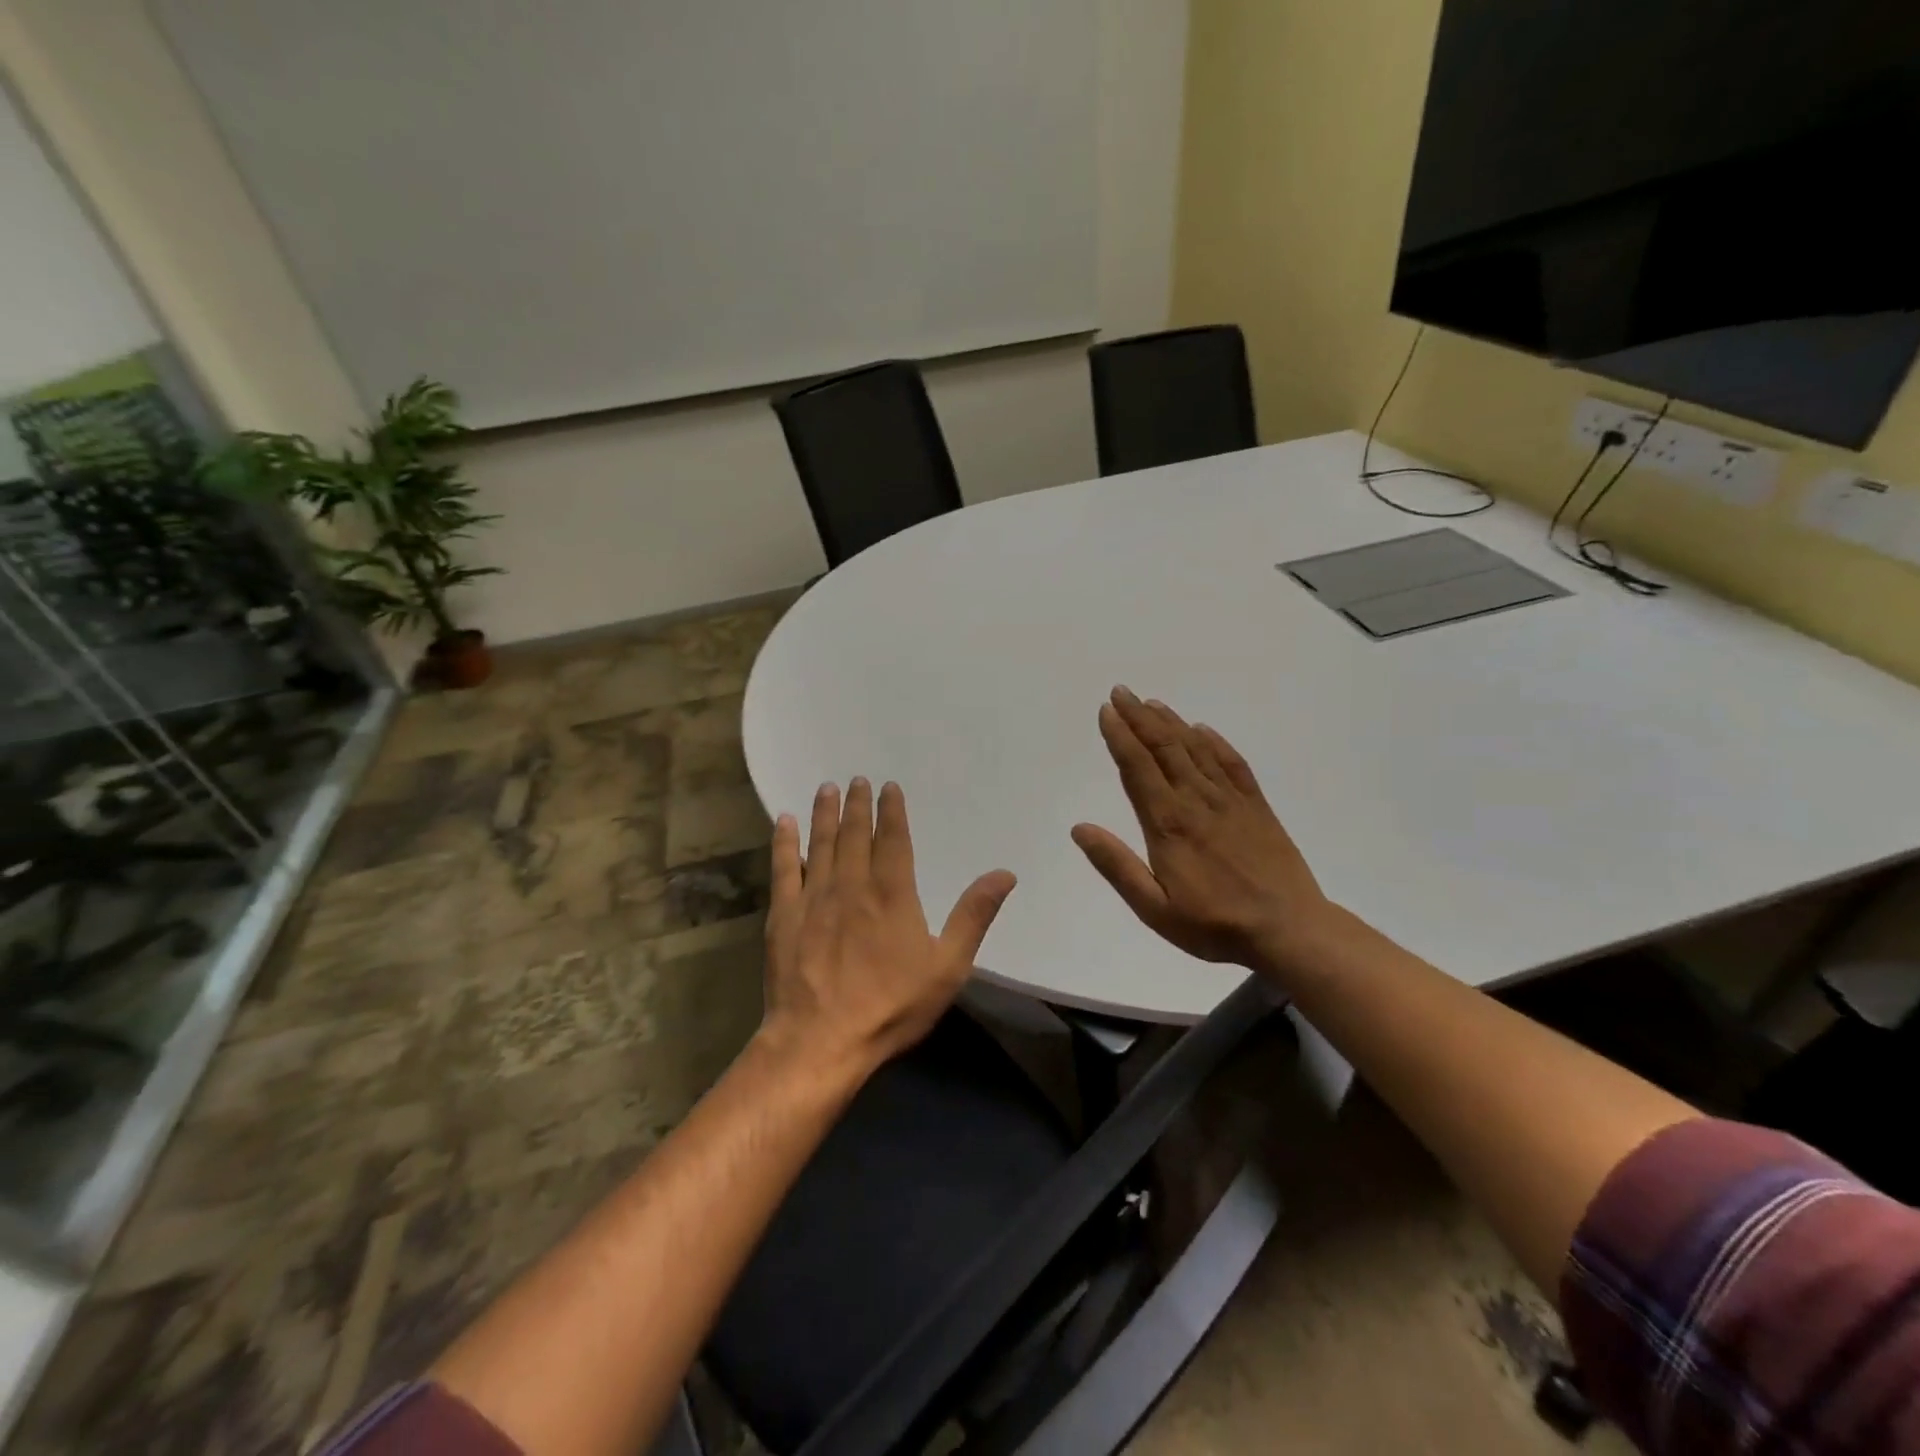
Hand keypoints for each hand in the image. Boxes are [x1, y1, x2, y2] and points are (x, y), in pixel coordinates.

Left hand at [761, 778, 1017, 1076]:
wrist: (821, 1041)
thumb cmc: (890, 1005)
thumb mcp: (947, 967)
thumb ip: (973, 916)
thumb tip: (1004, 874)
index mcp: (892, 893)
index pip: (893, 840)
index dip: (892, 811)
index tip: (888, 787)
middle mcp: (852, 885)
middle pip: (855, 834)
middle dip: (857, 805)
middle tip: (856, 780)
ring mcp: (813, 898)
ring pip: (820, 844)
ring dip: (824, 814)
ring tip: (826, 789)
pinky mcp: (784, 916)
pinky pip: (783, 869)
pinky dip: (783, 843)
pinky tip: (783, 823)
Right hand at [1072, 688, 1333, 983]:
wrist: (1289, 931)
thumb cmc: (1214, 925)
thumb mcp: (1155, 908)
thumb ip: (1117, 866)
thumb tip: (1080, 828)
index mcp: (1168, 824)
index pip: (1137, 768)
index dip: (1120, 737)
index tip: (1107, 711)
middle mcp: (1197, 801)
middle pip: (1164, 748)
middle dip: (1139, 718)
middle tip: (1122, 692)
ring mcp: (1230, 801)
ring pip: (1195, 750)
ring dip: (1171, 723)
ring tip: (1152, 703)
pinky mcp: (1256, 807)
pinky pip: (1233, 764)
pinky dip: (1215, 743)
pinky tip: (1202, 730)